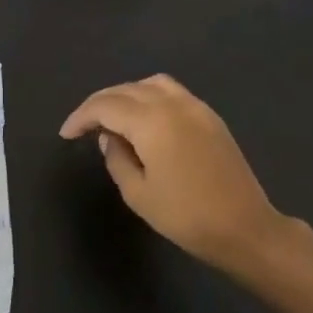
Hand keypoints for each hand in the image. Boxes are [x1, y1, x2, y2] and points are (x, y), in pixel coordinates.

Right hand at [60, 74, 298, 273]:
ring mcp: (195, 106)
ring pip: (149, 84)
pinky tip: (143, 119)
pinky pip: (171, 92)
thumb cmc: (187, 217)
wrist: (245, 228)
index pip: (105, 106)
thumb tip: (109, 137)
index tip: (67, 135)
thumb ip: (116, 158)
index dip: (81, 117)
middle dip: (100, 104)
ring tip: (112, 118)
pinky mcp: (209, 116)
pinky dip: (149, 96)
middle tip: (83, 126)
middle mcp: (172, 104)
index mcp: (152, 121)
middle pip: (126, 89)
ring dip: (125, 95)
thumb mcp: (138, 194)